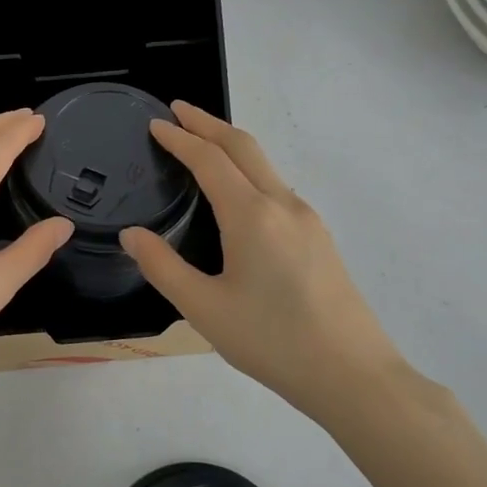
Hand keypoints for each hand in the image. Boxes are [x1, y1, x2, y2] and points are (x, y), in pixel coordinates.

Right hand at [119, 102, 410, 419]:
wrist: (354, 375)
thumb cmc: (272, 341)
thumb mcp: (204, 309)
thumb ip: (162, 267)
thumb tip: (132, 234)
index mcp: (251, 215)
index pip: (209, 160)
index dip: (180, 138)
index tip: (156, 123)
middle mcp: (283, 205)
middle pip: (244, 147)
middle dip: (208, 124)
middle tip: (178, 111)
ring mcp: (307, 220)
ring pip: (265, 166)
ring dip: (231, 147)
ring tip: (202, 146)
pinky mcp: (319, 238)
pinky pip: (277, 188)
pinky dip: (249, 172)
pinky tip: (237, 194)